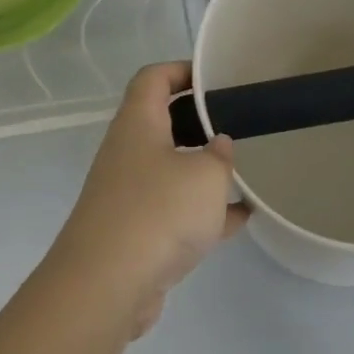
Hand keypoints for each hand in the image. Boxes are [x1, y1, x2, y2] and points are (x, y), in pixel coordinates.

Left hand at [43, 63, 249, 338]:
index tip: (215, 76)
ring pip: (171, 170)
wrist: (108, 284)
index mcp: (138, 124)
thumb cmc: (159, 211)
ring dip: (203, 169)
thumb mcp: (206, 175)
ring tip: (245, 168)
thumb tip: (218, 145)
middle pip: (162, 123)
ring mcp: (129, 194)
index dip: (181, 69)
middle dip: (199, 121)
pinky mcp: (136, 232)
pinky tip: (241, 217)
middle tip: (237, 122)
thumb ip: (220, 155)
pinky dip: (204, 211)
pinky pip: (175, 211)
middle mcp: (128, 153)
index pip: (153, 78)